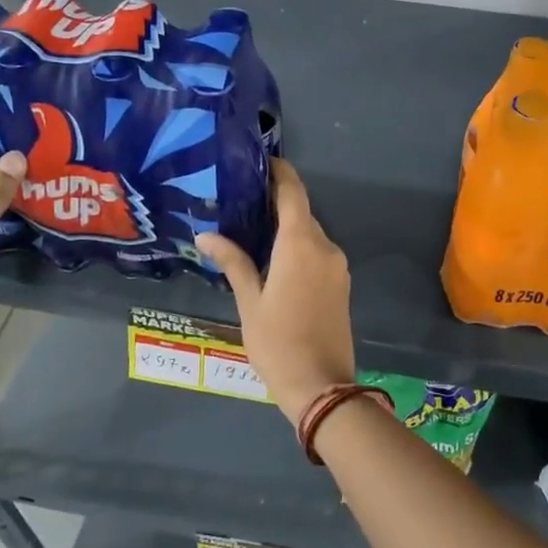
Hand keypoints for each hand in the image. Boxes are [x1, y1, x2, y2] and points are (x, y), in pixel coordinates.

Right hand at [196, 160, 354, 423]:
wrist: (322, 386)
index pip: (293, 193)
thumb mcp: (249, 302)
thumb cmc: (278, 343)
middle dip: (276, 202)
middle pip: (301, 212)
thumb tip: (206, 235)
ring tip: (251, 229)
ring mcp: (337, 266)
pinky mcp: (341, 283)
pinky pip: (318, 252)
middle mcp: (325, 247)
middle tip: (242, 200)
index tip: (260, 162)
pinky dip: (298, 246)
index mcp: (301, 244)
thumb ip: (233, 262)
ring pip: (310, 233)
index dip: (279, 173)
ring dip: (286, 227)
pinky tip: (274, 257)